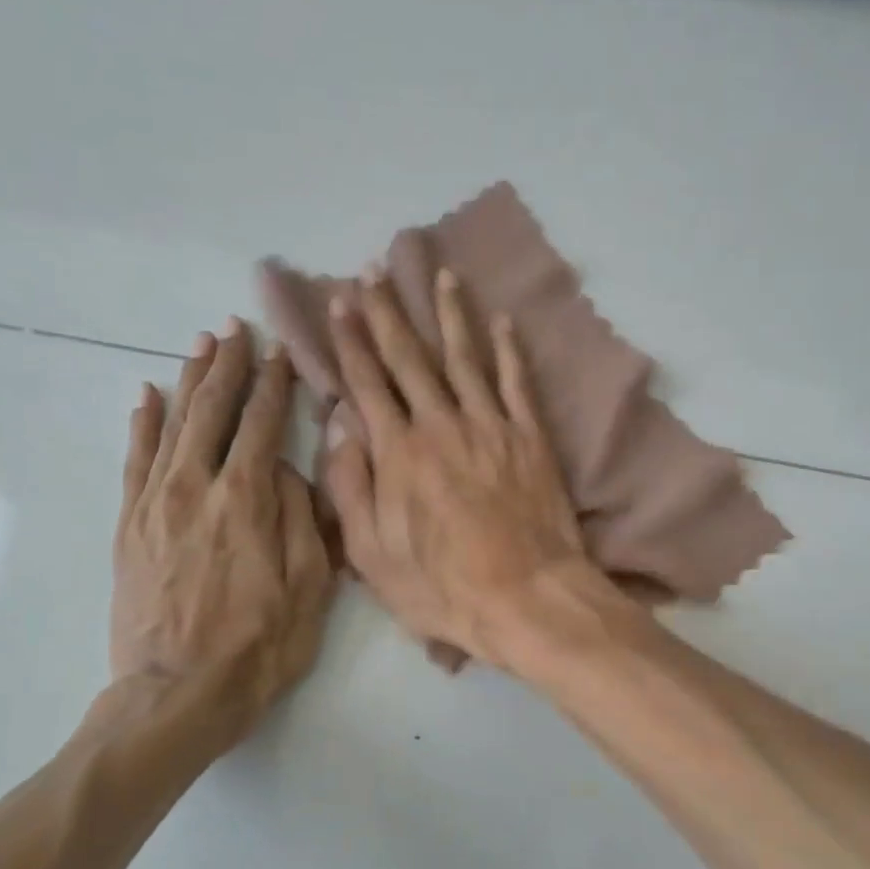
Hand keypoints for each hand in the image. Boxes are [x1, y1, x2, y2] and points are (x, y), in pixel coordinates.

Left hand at [110, 321, 334, 758]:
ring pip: (171, 425)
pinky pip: (134, 461)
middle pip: (212, 411)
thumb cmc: (260, 645)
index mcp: (246, 500)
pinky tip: (148, 397)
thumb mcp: (309, 585)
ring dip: (188, 381)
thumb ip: (302, 516)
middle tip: (237, 328)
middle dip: (227, 366)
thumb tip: (287, 467)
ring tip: (200, 346)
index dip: (273, 385)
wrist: (178, 694)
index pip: (262, 424)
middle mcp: (195, 488)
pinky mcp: (129, 527)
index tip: (281, 352)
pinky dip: (143, 425)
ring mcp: (155, 505)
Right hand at [321, 268, 590, 668]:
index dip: (351, 340)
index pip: (367, 382)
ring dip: (450, 313)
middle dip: (389, 312)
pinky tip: (503, 321)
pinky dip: (509, 350)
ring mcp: (491, 427)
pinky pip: (517, 383)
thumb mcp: (371, 554)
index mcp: (398, 452)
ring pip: (465, 358)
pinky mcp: (531, 438)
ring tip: (441, 274)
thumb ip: (350, 485)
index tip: (340, 302)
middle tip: (375, 271)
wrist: (527, 597)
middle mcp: (442, 425)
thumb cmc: (442, 587)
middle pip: (410, 358)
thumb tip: (338, 424)